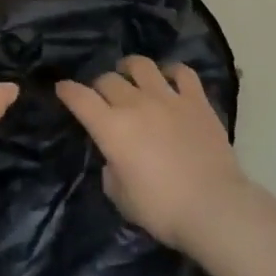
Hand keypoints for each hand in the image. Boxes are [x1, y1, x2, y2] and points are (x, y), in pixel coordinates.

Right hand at [56, 56, 251, 249]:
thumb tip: (115, 159)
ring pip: (142, 66)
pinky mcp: (196, 99)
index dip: (68, 91)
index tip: (62, 88)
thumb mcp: (122, 199)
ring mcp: (168, 97)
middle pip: (109, 80)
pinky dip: (172, 71)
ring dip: (130, 68)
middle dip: (99, 85)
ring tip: (129, 73)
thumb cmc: (162, 209)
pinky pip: (182, 72)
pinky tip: (169, 78)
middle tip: (102, 96)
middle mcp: (136, 104)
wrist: (213, 206)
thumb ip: (112, 173)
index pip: (81, 99)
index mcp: (112, 128)